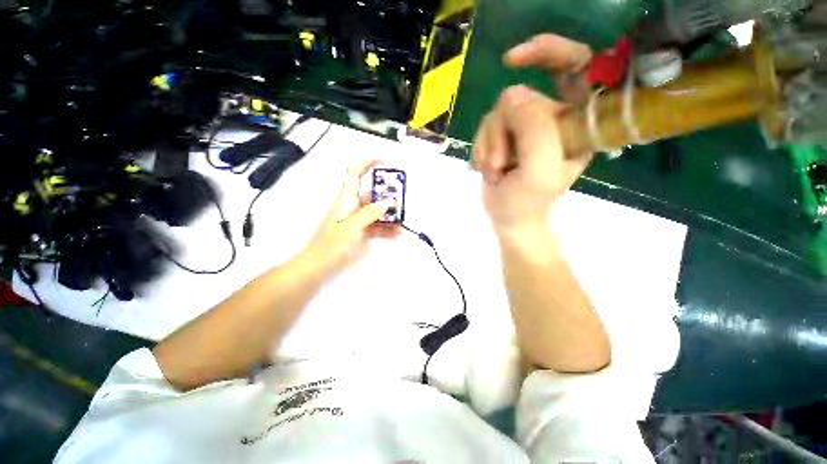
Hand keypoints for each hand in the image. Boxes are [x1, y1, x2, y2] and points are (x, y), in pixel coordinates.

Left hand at [298, 160, 400, 275]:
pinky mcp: (359, 231)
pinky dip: (386, 229)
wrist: (319, 266)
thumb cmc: (333, 244)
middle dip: (388, 196)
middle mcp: (352, 205)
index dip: (368, 163)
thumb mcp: (353, 226)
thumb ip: (370, 212)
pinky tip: (396, 234)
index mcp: (346, 198)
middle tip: (403, 202)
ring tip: (403, 223)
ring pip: (376, 212)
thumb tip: (387, 202)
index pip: (355, 173)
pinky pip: (376, 226)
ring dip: (390, 216)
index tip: (386, 162)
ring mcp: (356, 219)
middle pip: (372, 194)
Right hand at [473, 34, 594, 236]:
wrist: (509, 218)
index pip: (575, 66)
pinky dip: (481, 150)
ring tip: (496, 172)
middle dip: (502, 132)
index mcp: (576, 122)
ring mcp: (525, 127)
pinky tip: (488, 169)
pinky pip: (485, 127)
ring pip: (497, 114)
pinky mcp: (505, 136)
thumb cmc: (528, 201)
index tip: (512, 61)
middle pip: (520, 98)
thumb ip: (535, 130)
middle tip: (501, 163)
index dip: (547, 52)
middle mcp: (552, 119)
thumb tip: (512, 94)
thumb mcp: (538, 170)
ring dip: (489, 146)